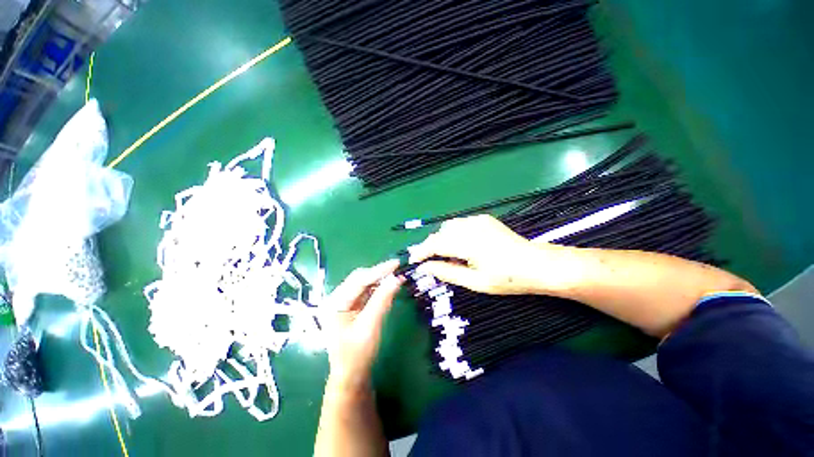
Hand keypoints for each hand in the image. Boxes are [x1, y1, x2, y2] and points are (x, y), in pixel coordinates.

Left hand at [322, 260, 403, 392]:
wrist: (352, 375)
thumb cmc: (358, 354)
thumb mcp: (370, 326)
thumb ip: (382, 300)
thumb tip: (397, 278)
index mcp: (334, 303)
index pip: (359, 280)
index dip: (379, 270)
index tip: (396, 263)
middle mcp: (337, 298)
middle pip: (360, 279)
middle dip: (379, 273)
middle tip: (398, 268)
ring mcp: (344, 302)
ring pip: (364, 284)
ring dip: (379, 279)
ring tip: (396, 274)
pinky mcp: (352, 306)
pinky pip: (366, 291)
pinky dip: (378, 287)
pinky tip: (388, 285)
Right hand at [409, 215, 552, 294]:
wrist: (536, 264)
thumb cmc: (507, 278)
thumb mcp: (475, 282)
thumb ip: (447, 273)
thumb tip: (425, 268)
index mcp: (469, 244)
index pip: (436, 244)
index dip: (422, 252)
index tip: (413, 261)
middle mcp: (471, 227)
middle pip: (440, 233)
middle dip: (430, 246)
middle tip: (427, 261)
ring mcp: (478, 220)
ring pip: (448, 226)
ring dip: (441, 238)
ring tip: (442, 254)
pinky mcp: (483, 219)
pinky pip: (460, 223)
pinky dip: (452, 233)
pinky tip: (458, 244)